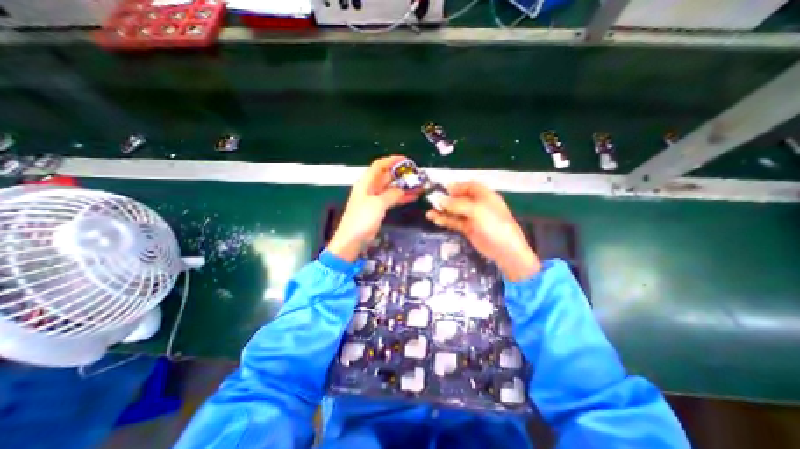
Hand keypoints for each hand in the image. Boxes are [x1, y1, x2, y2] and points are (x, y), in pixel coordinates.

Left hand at [329, 156, 420, 260]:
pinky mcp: (378, 209)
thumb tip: (403, 190)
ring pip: (390, 188)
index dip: (392, 160)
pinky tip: (413, 197)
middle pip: (386, 176)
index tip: (406, 160)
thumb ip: (391, 194)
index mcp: (366, 183)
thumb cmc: (362, 220)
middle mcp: (370, 188)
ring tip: (418, 186)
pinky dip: (401, 197)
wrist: (352, 240)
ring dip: (403, 187)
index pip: (379, 166)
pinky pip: (391, 199)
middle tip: (416, 175)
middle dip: (400, 175)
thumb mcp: (377, 204)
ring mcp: (374, 199)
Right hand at [425, 179, 536, 280]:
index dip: (455, 187)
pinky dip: (445, 220)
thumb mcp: (476, 210)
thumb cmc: (493, 224)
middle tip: (431, 202)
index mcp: (484, 195)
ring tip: (429, 213)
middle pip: (459, 198)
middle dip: (445, 200)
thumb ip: (456, 204)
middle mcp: (477, 204)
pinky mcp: (468, 228)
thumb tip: (439, 199)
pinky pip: (455, 222)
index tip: (441, 190)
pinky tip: (435, 220)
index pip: (468, 186)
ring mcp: (472, 217)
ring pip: (454, 211)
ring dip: (442, 211)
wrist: (504, 249)